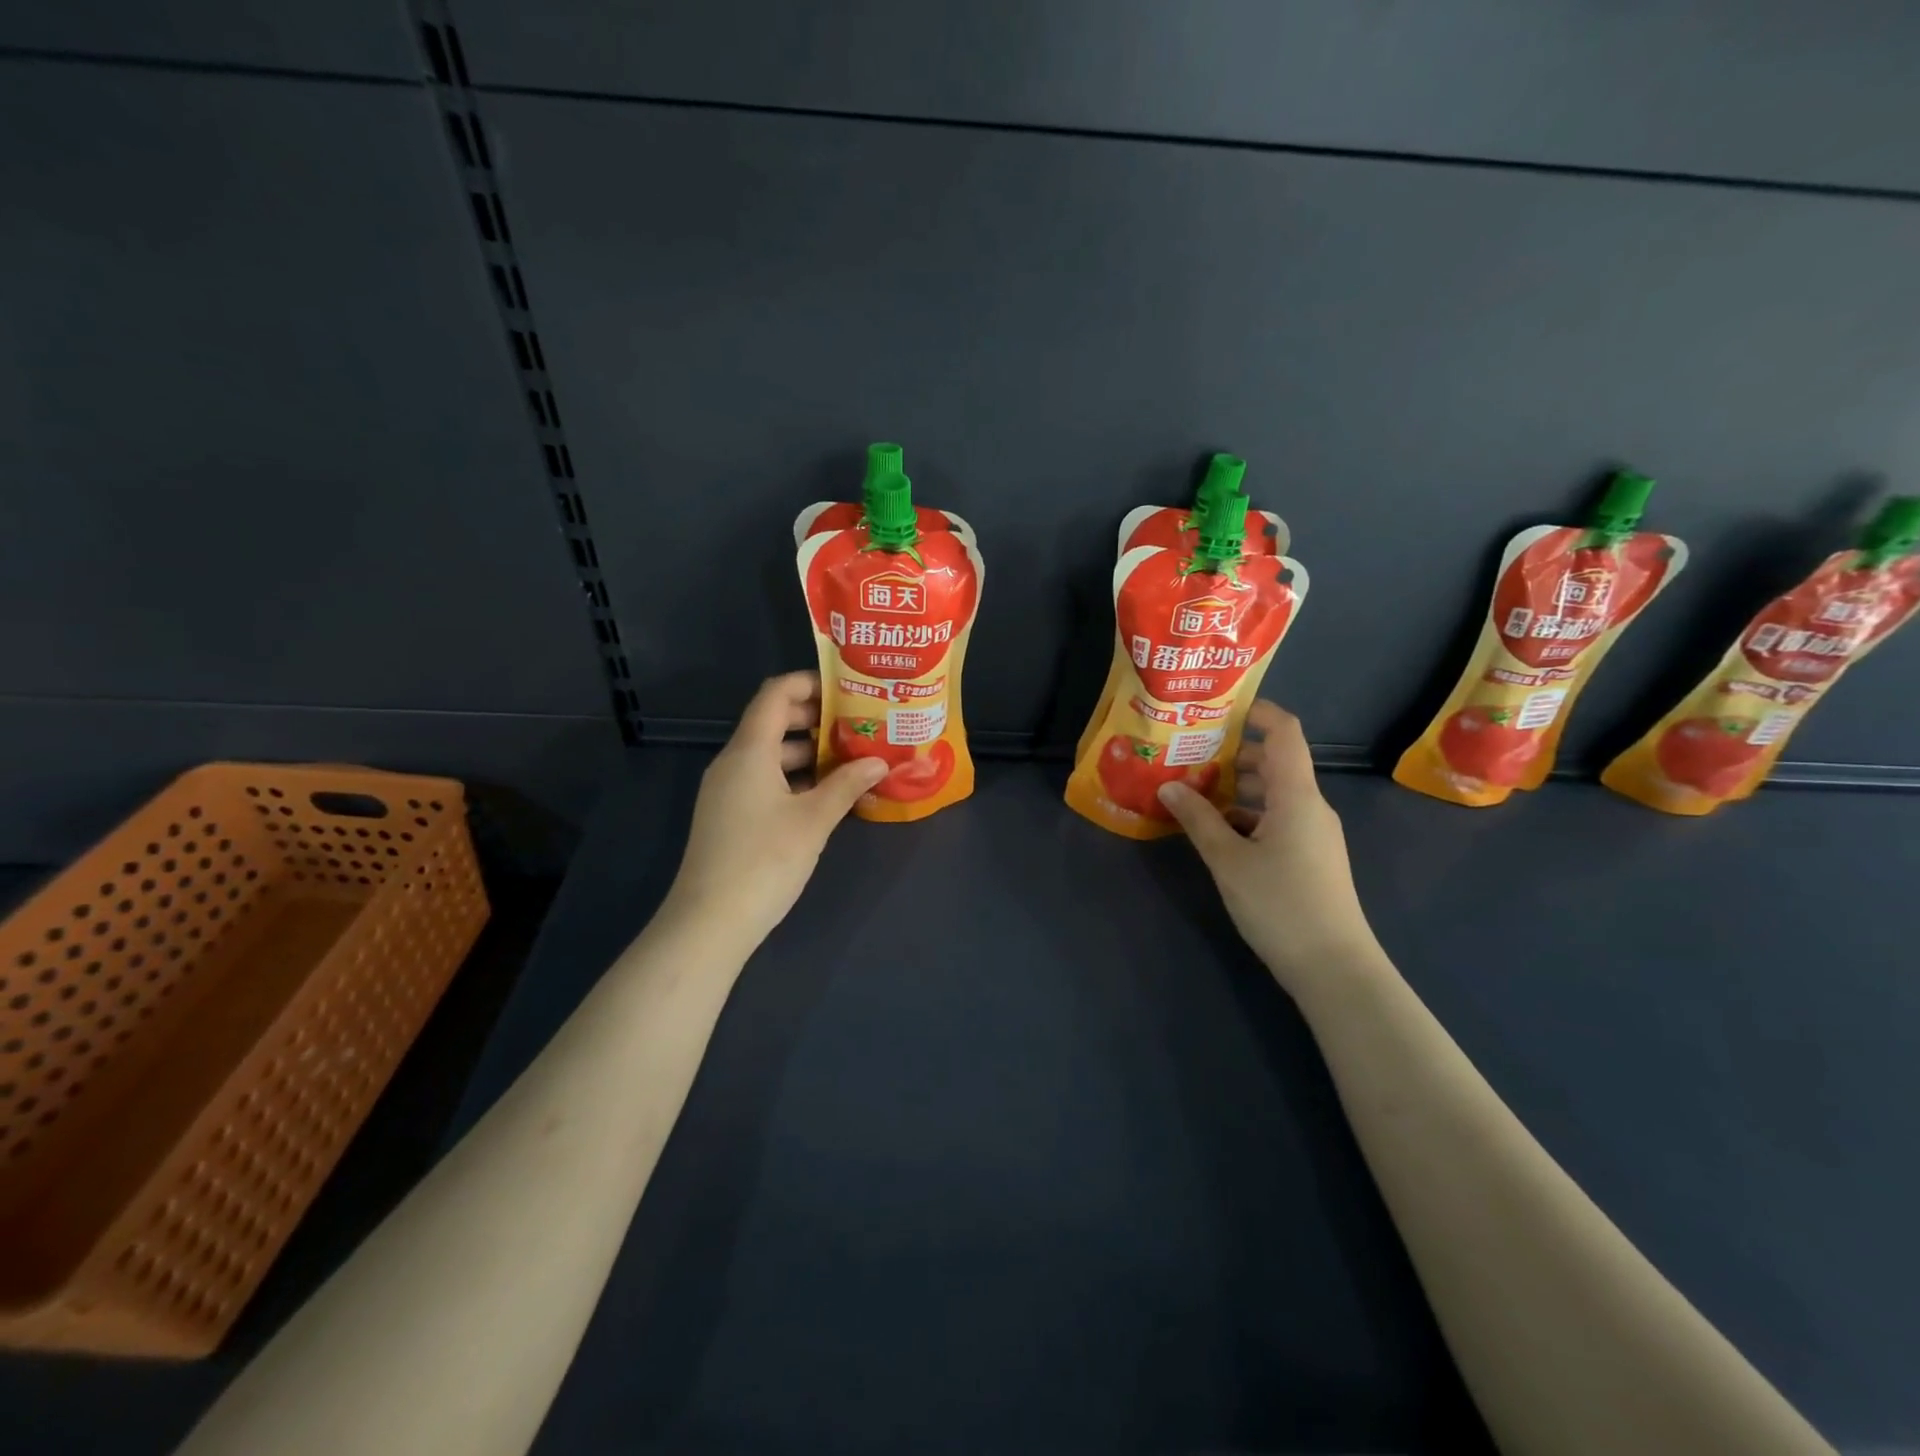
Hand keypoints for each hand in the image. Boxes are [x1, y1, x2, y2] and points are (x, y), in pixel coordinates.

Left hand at [663, 672, 885, 949]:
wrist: (709, 922)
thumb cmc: (764, 861)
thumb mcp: (814, 821)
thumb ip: (847, 784)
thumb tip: (880, 761)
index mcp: (749, 751)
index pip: (775, 694)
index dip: (809, 683)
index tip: (849, 689)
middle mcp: (734, 762)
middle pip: (775, 722)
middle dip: (818, 719)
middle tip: (861, 725)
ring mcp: (729, 790)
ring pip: (773, 754)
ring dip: (812, 753)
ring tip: (855, 759)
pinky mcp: (732, 815)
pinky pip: (767, 780)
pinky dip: (798, 779)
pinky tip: (830, 796)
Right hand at [1157, 701, 1386, 998]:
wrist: (1333, 967)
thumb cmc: (1280, 905)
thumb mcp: (1228, 860)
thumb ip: (1197, 819)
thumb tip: (1169, 785)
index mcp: (1296, 795)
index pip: (1284, 732)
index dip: (1256, 711)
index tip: (1217, 708)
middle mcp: (1310, 805)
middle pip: (1274, 760)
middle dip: (1232, 751)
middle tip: (1188, 751)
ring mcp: (1313, 832)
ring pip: (1273, 791)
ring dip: (1235, 785)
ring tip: (1192, 788)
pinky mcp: (1310, 855)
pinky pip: (1276, 817)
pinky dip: (1246, 813)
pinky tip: (1214, 828)